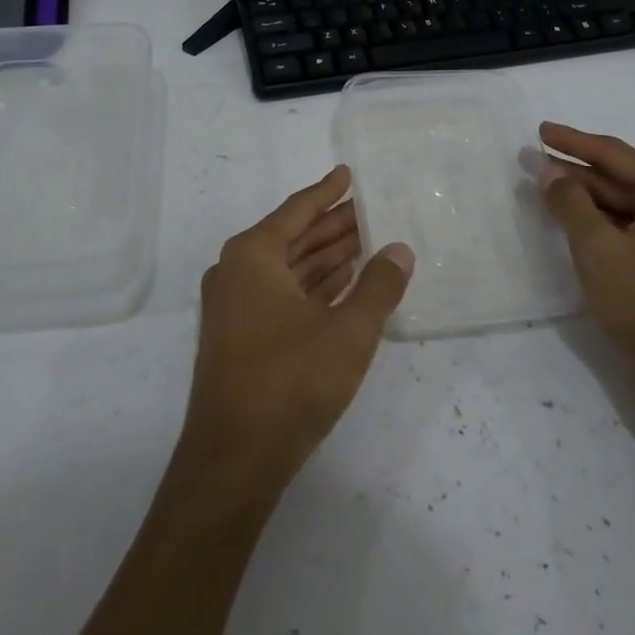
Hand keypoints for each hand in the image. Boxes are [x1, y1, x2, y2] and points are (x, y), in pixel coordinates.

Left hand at [178, 166, 414, 493]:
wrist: (233, 461)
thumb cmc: (291, 382)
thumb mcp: (348, 331)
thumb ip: (379, 286)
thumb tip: (400, 250)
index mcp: (253, 256)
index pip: (298, 211)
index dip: (327, 191)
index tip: (349, 172)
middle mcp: (236, 272)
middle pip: (293, 237)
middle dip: (332, 226)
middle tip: (371, 210)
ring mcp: (234, 306)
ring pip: (288, 268)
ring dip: (325, 257)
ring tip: (367, 243)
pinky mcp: (239, 337)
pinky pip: (281, 294)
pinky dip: (312, 286)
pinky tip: (343, 283)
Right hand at [536, 122, 634, 403]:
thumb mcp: (596, 247)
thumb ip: (569, 201)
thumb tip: (548, 170)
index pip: (614, 154)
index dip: (573, 141)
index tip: (540, 130)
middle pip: (620, 177)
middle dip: (575, 171)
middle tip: (532, 160)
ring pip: (624, 204)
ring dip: (585, 196)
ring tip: (544, 187)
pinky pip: (631, 227)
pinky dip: (600, 221)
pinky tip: (572, 220)